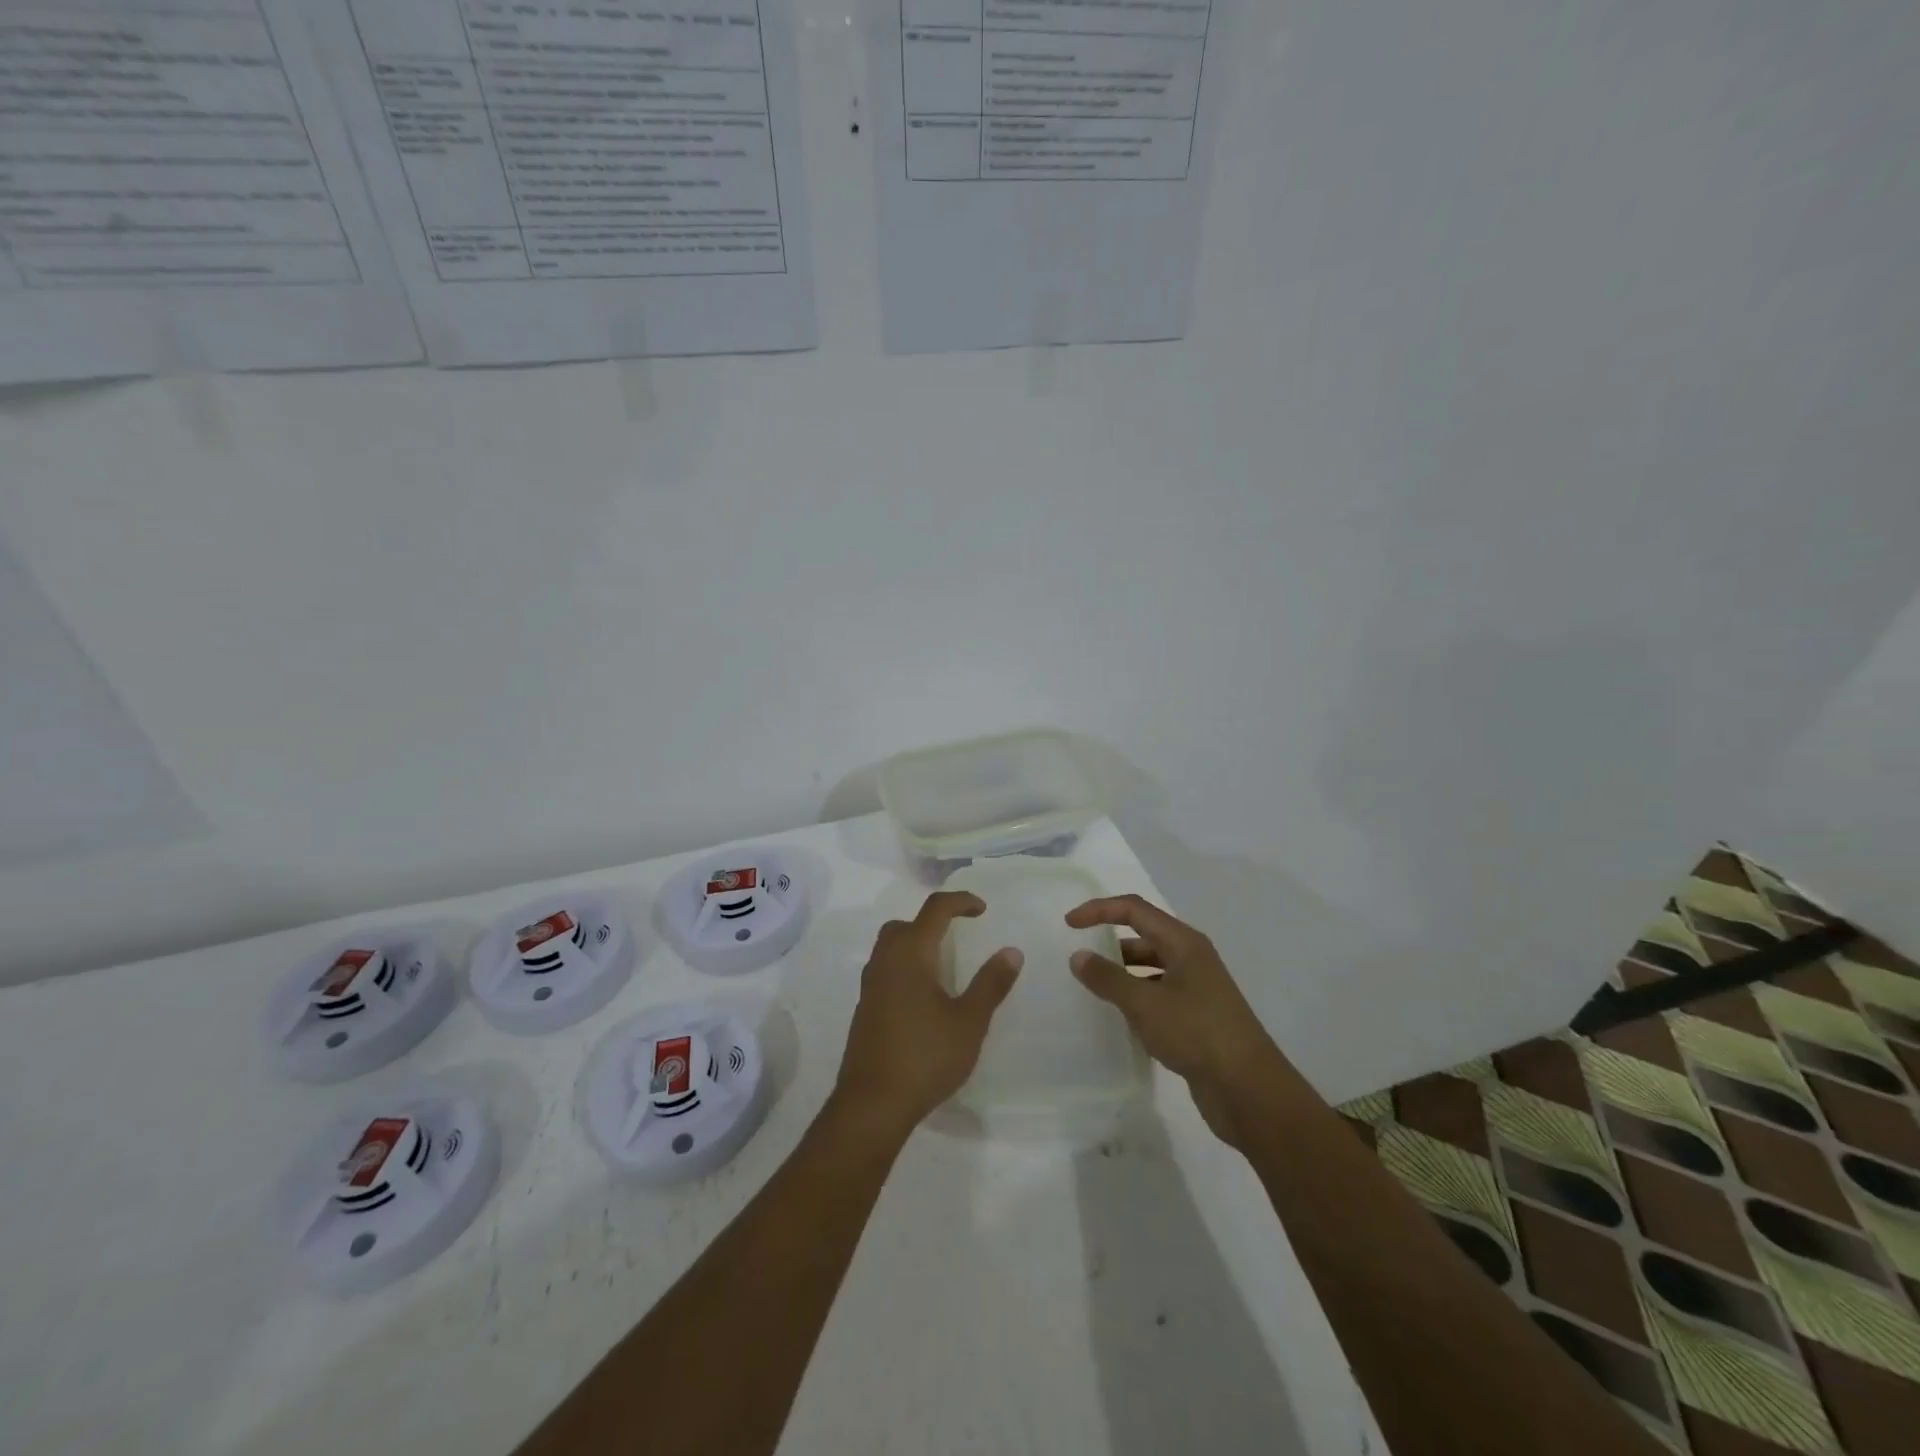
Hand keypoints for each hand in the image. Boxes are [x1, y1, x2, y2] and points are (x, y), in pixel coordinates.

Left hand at [833, 891, 1022, 1139]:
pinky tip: (922, 997)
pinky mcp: (864, 1008)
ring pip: (890, 947)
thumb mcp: (969, 1022)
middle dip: (932, 921)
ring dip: (915, 943)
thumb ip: (991, 984)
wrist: (872, 1103)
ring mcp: (870, 985)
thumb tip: (1011, 951)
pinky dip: (904, 967)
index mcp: (911, 954)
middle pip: (905, 924)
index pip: (935, 909)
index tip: (982, 910)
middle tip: (957, 935)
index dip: (960, 901)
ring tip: (942, 965)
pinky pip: (884, 971)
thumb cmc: (926, 1056)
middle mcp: (886, 961)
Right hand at [1066, 895, 1284, 1148]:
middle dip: (1110, 942)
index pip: (1134, 910)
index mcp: (1184, 943)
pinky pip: (1157, 995)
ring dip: (1122, 973)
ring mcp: (1196, 989)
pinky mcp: (1196, 1018)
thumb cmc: (1196, 1033)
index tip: (1069, 924)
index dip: (1099, 910)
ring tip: (1090, 989)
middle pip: (1143, 936)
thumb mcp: (1145, 1003)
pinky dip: (1135, 998)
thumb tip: (1078, 956)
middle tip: (1078, 959)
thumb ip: (1108, 978)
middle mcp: (1191, 958)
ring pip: (1150, 968)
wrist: (1249, 1091)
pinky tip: (1118, 1018)